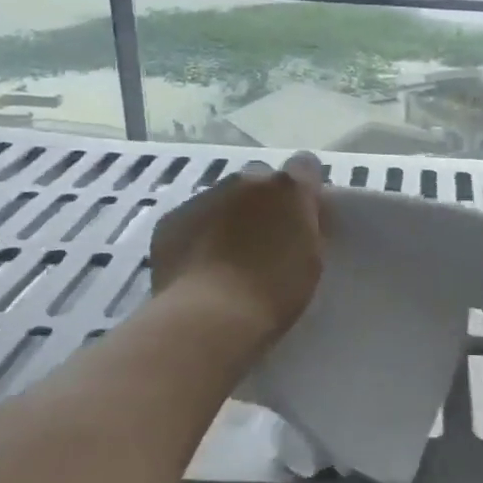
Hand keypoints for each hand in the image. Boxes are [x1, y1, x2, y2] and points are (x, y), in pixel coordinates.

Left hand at [149, 153, 324, 346]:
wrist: (210, 317)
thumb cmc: (274, 293)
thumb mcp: (311, 260)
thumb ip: (306, 229)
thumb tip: (298, 222)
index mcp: (288, 189)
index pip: (305, 165)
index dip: (304, 187)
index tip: (304, 212)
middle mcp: (246, 181)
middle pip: (260, 180)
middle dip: (264, 202)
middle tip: (265, 239)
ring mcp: (205, 196)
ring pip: (222, 198)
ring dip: (229, 217)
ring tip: (227, 257)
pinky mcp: (171, 219)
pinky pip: (191, 220)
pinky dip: (198, 235)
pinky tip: (199, 267)